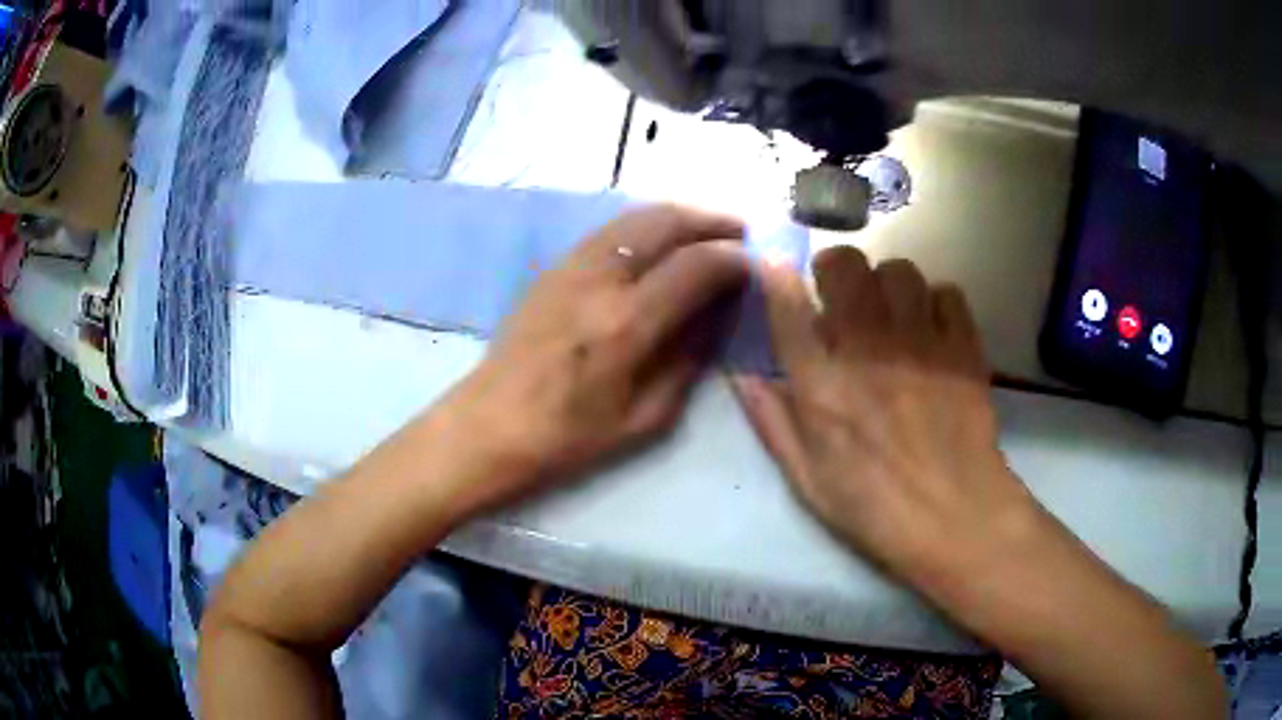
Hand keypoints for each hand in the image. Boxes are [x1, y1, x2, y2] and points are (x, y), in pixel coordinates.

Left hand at [441, 205, 746, 512]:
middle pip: (666, 221)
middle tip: (740, 233)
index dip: (735, 259)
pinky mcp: (552, 267)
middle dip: (711, 220)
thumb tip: (718, 315)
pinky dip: (646, 226)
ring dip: (679, 217)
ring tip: (707, 231)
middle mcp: (599, 279)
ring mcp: (570, 266)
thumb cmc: (569, 438)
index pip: (697, 265)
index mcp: (626, 323)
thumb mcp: (645, 417)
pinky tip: (660, 244)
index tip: (755, 265)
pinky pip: (610, 230)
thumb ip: (688, 360)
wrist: (490, 426)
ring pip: (636, 216)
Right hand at [732, 247, 1037, 582]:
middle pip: (847, 266)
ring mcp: (922, 345)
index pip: (790, 309)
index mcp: (824, 388)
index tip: (775, 263)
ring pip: (899, 271)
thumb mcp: (808, 480)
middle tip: (841, 296)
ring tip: (892, 314)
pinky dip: (935, 304)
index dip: (777, 275)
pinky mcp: (964, 348)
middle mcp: (869, 352)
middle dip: (836, 270)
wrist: (957, 518)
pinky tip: (932, 332)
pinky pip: (947, 293)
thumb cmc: (875, 508)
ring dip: (888, 286)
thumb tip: (742, 374)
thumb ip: (773, 422)